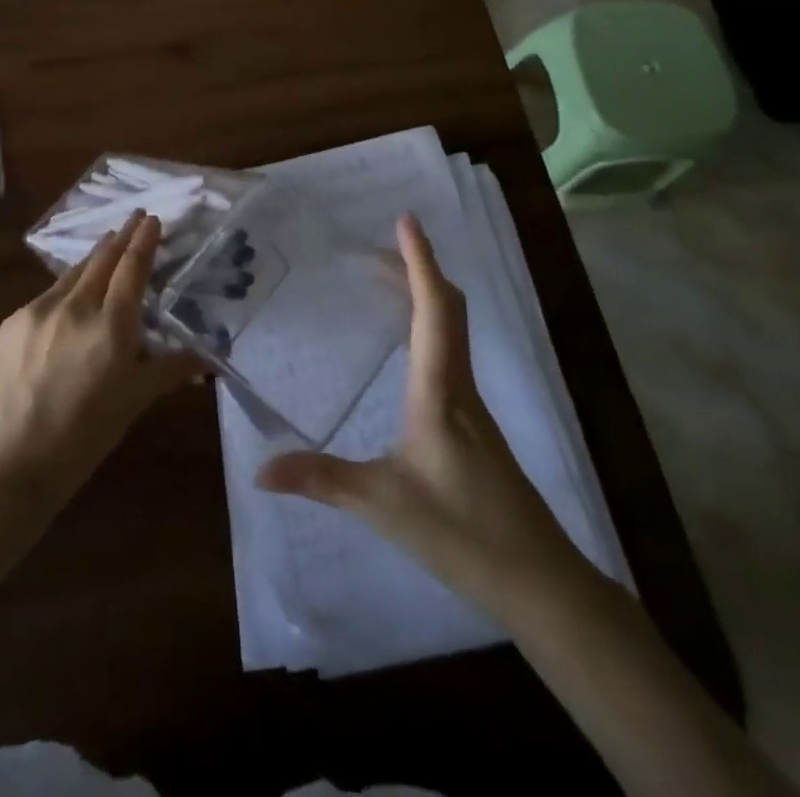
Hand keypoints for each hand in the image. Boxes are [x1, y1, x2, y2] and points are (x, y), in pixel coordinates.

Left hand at [0, 211, 201, 508]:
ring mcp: (39, 311)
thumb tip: (208, 356)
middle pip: (102, 259)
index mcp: (111, 326)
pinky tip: (72, 293)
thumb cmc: (85, 435)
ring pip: (74, 273)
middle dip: (121, 236)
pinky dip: (68, 286)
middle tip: (135, 217)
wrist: (11, 462)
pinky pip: (49, 295)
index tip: (152, 218)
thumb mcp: (135, 401)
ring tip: (108, 245)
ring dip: (94, 257)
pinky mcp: (13, 323)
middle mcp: (75, 307)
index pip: (132, 268)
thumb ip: (171, 369)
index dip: (144, 240)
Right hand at [257, 214, 580, 615]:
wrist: (540, 581)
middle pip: (449, 308)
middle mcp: (459, 384)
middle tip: (381, 247)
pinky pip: (451, 353)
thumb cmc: (463, 532)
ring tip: (388, 283)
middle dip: (418, 269)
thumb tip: (259, 470)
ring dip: (425, 295)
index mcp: (439, 389)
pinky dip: (429, 326)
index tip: (406, 220)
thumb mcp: (382, 504)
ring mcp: (471, 405)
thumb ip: (321, 480)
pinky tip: (407, 349)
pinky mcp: (474, 425)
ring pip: (453, 329)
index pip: (433, 308)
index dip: (419, 261)